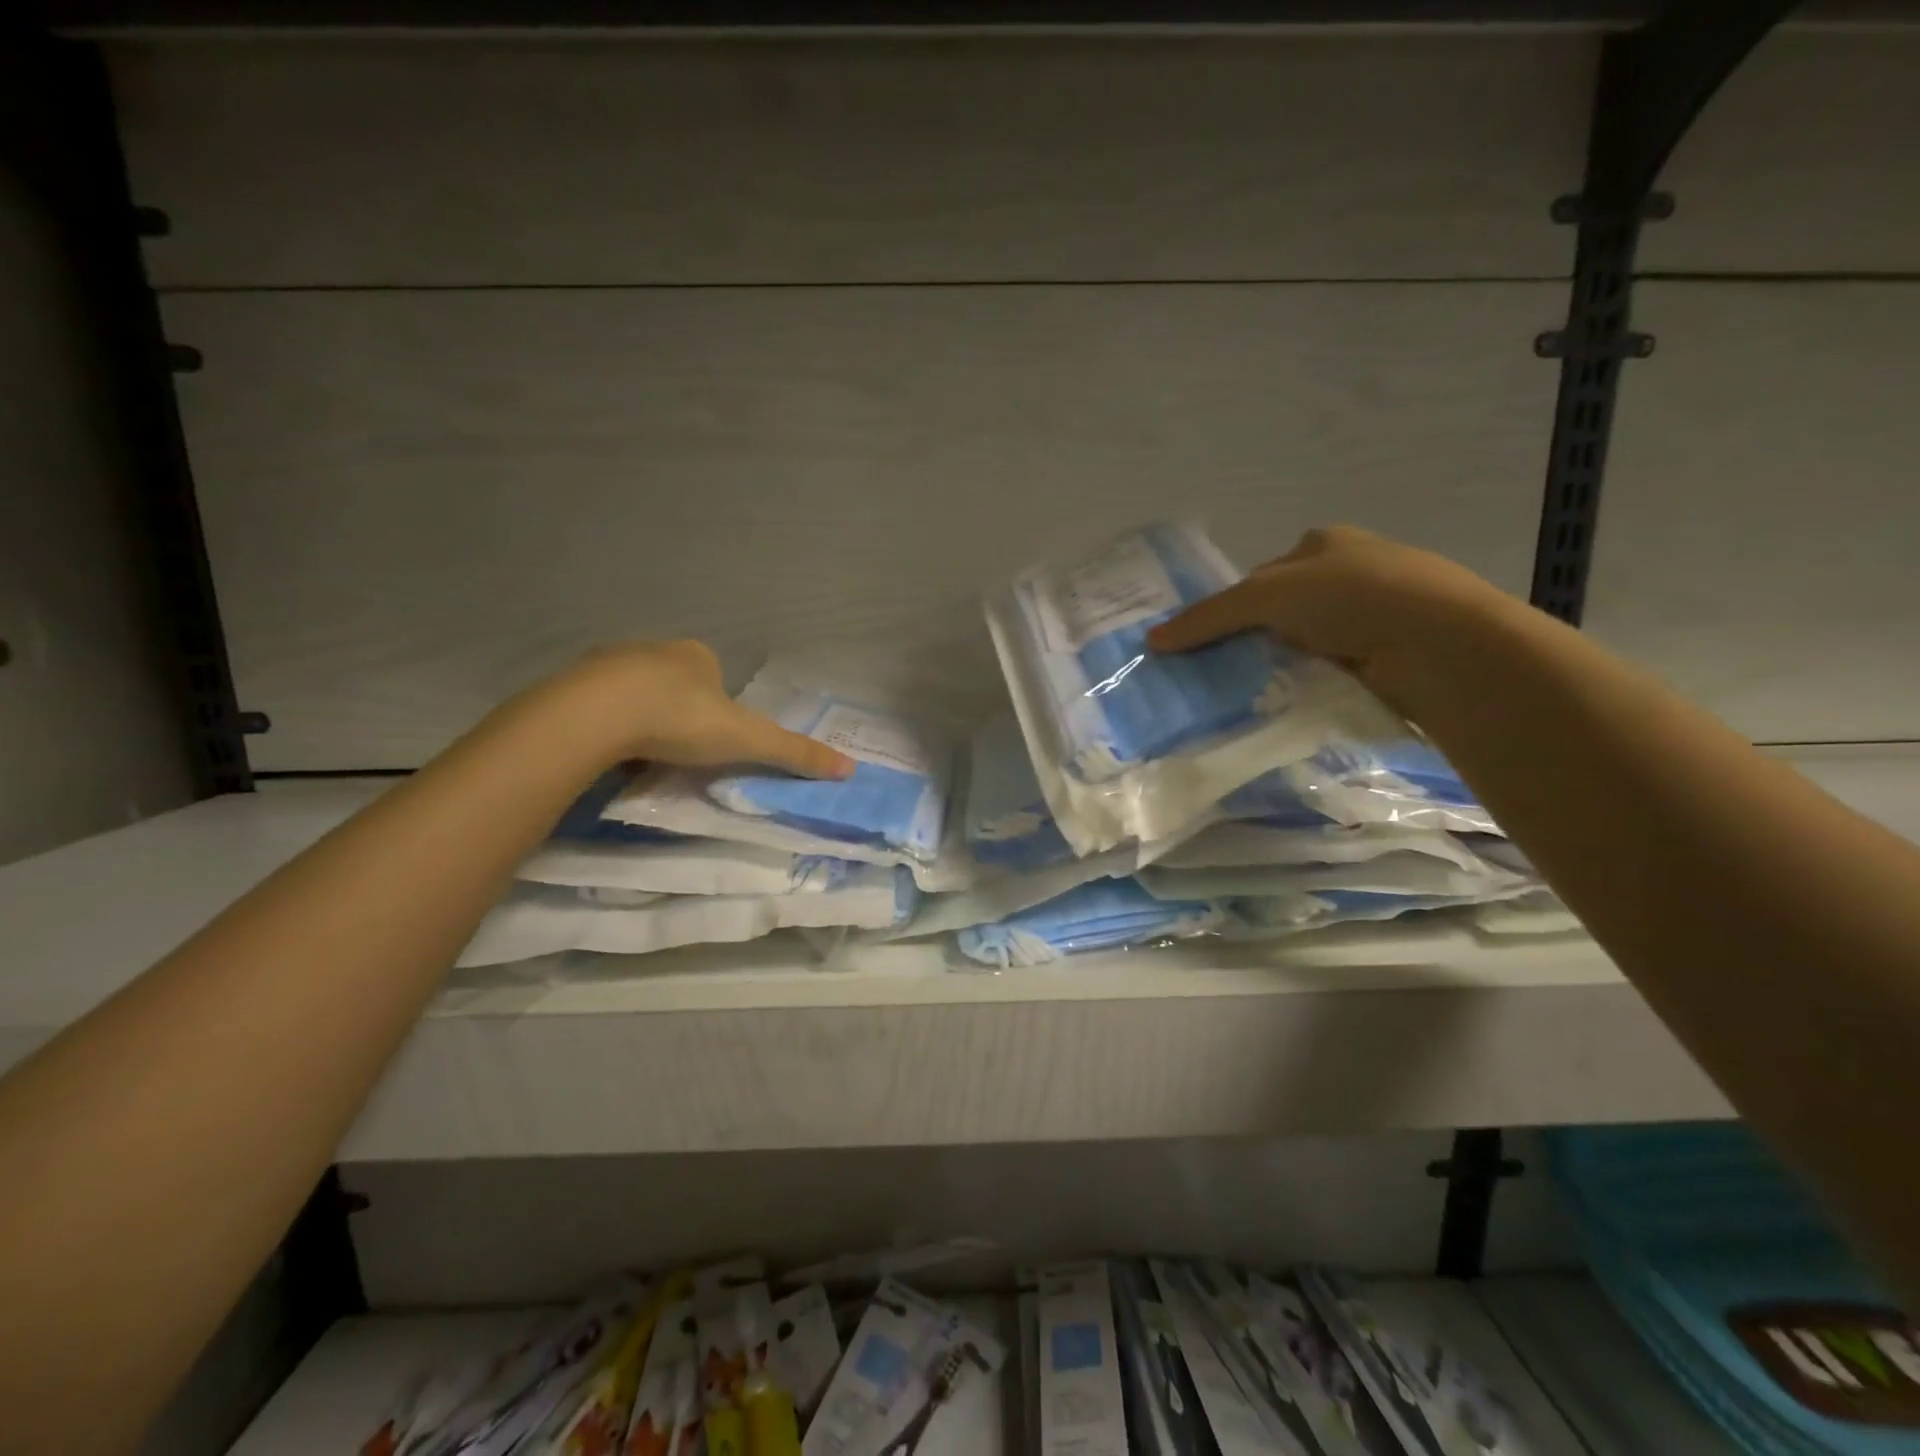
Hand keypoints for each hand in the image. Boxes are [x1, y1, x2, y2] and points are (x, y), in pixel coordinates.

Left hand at [516, 640, 855, 779]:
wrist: (596, 715)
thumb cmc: (680, 720)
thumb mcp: (747, 740)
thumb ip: (795, 753)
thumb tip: (850, 768)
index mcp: (697, 656)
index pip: (716, 679)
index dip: (717, 712)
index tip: (711, 744)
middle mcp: (655, 649)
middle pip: (675, 685)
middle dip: (678, 715)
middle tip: (679, 754)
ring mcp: (610, 663)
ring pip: (635, 695)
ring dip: (641, 721)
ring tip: (641, 758)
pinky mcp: (572, 684)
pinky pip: (598, 707)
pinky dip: (607, 727)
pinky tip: (608, 754)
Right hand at [1146, 525, 1515, 701]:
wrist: (1439, 642)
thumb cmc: (1351, 596)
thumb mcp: (1265, 596)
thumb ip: (1209, 617)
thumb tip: (1153, 640)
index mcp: (1325, 543)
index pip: (1262, 576)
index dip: (1232, 607)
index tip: (1207, 642)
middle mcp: (1353, 571)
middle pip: (1284, 610)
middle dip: (1257, 638)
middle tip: (1223, 673)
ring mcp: (1378, 613)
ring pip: (1310, 642)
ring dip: (1287, 664)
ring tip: (1256, 694)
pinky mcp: (1394, 653)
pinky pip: (1337, 668)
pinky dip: (1317, 682)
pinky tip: (1299, 701)